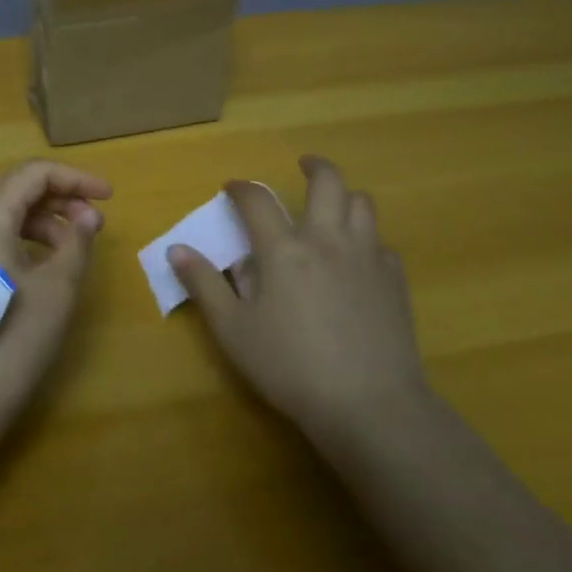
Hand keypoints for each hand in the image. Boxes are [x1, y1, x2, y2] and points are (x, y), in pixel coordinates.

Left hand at [0, 160, 111, 436]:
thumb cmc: (11, 339)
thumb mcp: (57, 288)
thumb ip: (76, 242)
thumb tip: (86, 217)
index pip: (34, 174)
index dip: (75, 178)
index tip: (109, 197)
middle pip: (16, 191)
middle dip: (61, 199)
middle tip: (96, 224)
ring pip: (3, 217)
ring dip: (44, 222)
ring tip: (74, 248)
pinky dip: (23, 242)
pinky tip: (43, 270)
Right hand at [170, 155, 426, 447]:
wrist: (370, 406)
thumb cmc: (291, 367)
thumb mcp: (233, 330)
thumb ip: (204, 284)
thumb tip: (176, 248)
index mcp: (284, 249)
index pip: (257, 200)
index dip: (241, 188)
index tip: (232, 189)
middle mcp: (327, 240)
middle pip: (328, 181)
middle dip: (314, 166)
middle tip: (303, 165)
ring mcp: (367, 258)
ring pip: (362, 204)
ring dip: (345, 197)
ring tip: (332, 207)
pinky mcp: (395, 282)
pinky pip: (382, 244)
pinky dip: (368, 240)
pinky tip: (358, 260)